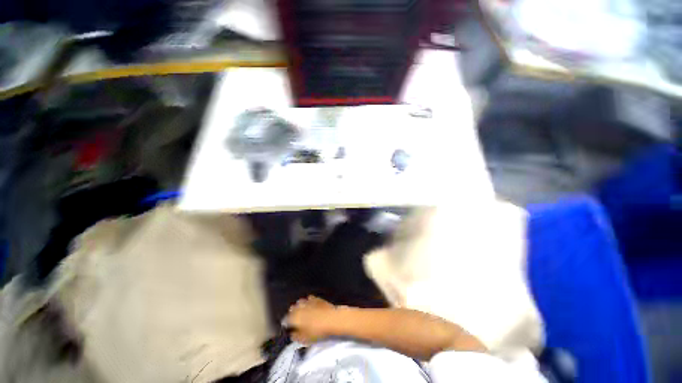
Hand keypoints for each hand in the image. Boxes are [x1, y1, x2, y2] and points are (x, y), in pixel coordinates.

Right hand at [284, 295, 338, 344]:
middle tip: (295, 321)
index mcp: (294, 317)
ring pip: (300, 302)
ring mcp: (308, 301)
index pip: (286, 319)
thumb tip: (292, 334)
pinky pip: (309, 299)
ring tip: (303, 313)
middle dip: (293, 314)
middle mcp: (299, 307)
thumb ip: (296, 337)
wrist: (332, 319)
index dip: (286, 324)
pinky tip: (311, 306)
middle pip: (292, 309)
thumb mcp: (304, 340)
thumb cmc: (317, 332)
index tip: (288, 328)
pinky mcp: (316, 298)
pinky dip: (309, 302)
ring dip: (300, 307)